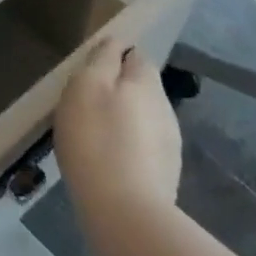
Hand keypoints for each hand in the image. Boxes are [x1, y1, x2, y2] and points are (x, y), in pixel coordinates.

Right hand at [56, 34, 182, 213]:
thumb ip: (102, 60)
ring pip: (143, 120)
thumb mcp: (86, 86)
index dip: (115, 58)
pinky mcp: (166, 175)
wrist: (124, 212)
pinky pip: (144, 149)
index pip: (136, 56)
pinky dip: (128, 149)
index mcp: (146, 82)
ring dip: (123, 122)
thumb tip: (115, 43)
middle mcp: (165, 108)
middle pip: (141, 89)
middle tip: (86, 105)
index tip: (90, 71)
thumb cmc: (96, 138)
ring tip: (95, 136)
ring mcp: (169, 145)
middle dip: (118, 92)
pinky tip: (108, 163)